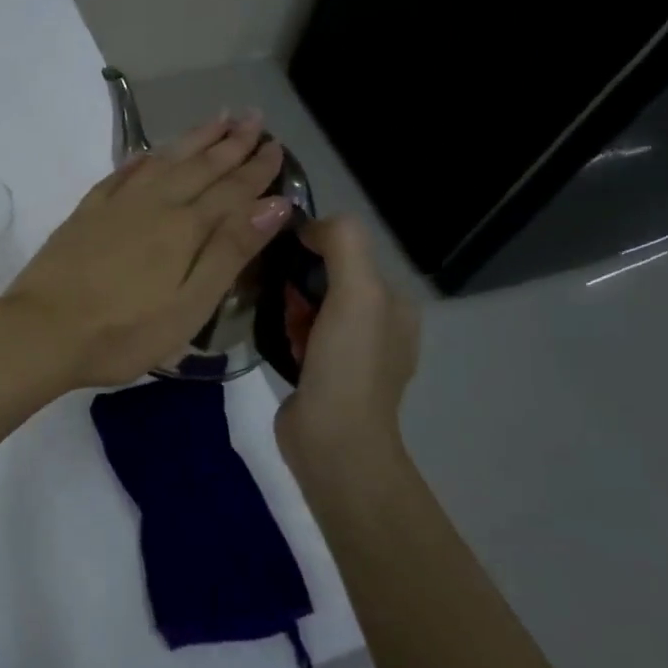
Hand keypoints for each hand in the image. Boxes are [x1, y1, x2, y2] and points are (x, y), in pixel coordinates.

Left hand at [0, 112, 291, 390]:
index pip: (231, 190)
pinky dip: (142, 158)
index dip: (256, 169)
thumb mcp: (190, 306)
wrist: (41, 331)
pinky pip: (121, 173)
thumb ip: (230, 252)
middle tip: (254, 117)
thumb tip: (274, 203)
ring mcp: (115, 205)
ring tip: (216, 119)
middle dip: (230, 142)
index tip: (276, 146)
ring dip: (192, 139)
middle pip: (199, 166)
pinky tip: (150, 152)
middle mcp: (153, 204)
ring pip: (163, 161)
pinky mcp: (85, 213)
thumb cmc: (123, 333)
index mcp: (184, 228)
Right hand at [274, 216, 419, 476]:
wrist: (333, 441)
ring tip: (272, 315)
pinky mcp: (323, 375)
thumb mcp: (357, 292)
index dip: (315, 248)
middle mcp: (379, 326)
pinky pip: (300, 335)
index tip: (284, 257)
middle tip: (275, 292)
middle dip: (298, 280)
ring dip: (289, 305)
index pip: (351, 253)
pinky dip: (286, 330)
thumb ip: (342, 243)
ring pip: (311, 307)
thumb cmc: (348, 364)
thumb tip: (308, 226)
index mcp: (395, 304)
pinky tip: (275, 338)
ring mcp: (350, 354)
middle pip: (328, 280)